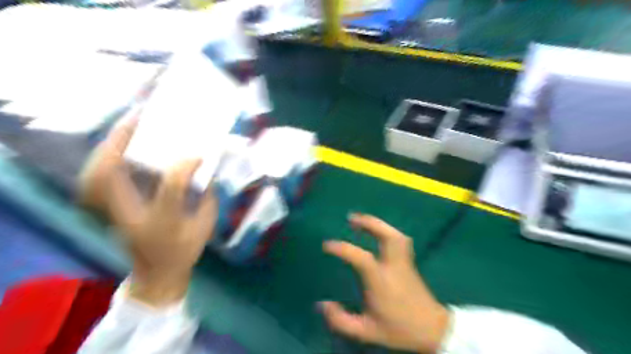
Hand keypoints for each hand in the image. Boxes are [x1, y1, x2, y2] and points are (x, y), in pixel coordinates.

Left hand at [78, 119, 218, 306]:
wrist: (157, 274)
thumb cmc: (184, 251)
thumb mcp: (205, 227)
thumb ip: (207, 197)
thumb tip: (205, 169)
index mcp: (162, 223)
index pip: (170, 190)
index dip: (184, 169)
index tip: (198, 155)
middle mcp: (131, 215)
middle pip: (111, 176)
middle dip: (121, 143)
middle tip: (139, 119)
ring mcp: (114, 212)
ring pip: (98, 174)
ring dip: (110, 146)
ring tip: (128, 125)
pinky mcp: (110, 207)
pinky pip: (100, 177)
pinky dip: (108, 156)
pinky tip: (121, 144)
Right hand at [321, 214, 447, 352]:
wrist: (432, 331)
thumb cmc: (399, 329)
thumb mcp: (366, 331)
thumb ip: (341, 320)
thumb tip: (322, 305)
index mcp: (382, 281)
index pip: (361, 258)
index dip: (343, 248)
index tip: (327, 245)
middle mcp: (394, 267)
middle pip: (387, 236)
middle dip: (369, 223)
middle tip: (351, 217)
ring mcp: (405, 263)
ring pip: (395, 235)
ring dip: (378, 224)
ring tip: (363, 220)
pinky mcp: (410, 263)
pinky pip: (400, 240)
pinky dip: (387, 231)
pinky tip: (378, 232)